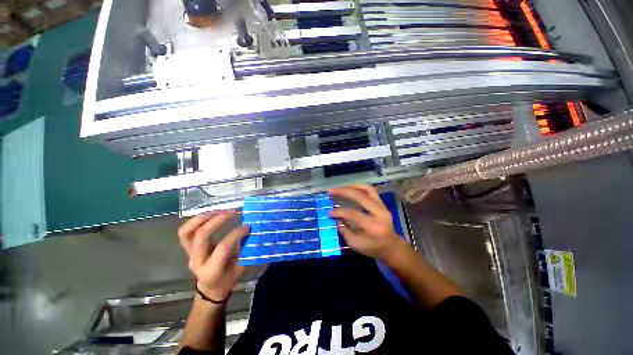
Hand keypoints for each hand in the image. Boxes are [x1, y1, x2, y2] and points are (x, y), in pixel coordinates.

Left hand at [177, 211, 249, 301]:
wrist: (211, 287)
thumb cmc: (228, 278)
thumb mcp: (241, 267)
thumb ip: (246, 249)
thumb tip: (253, 230)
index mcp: (212, 269)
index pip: (222, 247)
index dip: (236, 234)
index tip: (247, 226)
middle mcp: (197, 261)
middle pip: (201, 236)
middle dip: (217, 220)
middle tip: (232, 212)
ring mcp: (189, 253)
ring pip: (187, 231)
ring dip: (203, 217)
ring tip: (219, 211)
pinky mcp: (187, 247)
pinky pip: (186, 231)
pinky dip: (197, 220)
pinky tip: (212, 214)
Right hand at [329, 184, 403, 260]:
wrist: (392, 247)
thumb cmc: (373, 248)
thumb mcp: (355, 244)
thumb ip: (343, 229)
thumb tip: (335, 217)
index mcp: (372, 226)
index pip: (353, 213)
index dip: (339, 212)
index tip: (330, 212)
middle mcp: (379, 213)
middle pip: (360, 196)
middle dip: (344, 191)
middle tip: (331, 191)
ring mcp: (382, 206)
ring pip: (367, 189)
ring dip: (352, 186)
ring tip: (340, 187)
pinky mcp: (382, 203)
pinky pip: (370, 190)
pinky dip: (359, 187)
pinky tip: (350, 189)